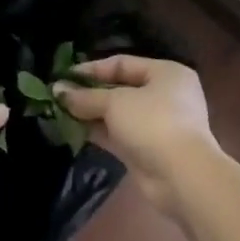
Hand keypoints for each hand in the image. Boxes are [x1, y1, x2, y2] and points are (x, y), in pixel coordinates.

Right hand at [57, 56, 216, 213]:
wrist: (182, 177)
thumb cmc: (152, 123)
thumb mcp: (115, 103)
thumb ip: (85, 96)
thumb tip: (57, 90)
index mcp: (166, 73)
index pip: (123, 63)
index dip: (92, 68)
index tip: (65, 75)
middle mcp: (165, 96)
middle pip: (120, 88)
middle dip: (89, 92)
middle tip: (59, 94)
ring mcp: (158, 125)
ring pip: (118, 114)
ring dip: (91, 113)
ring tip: (60, 111)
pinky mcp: (148, 150)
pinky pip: (118, 134)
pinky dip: (98, 131)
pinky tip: (73, 129)